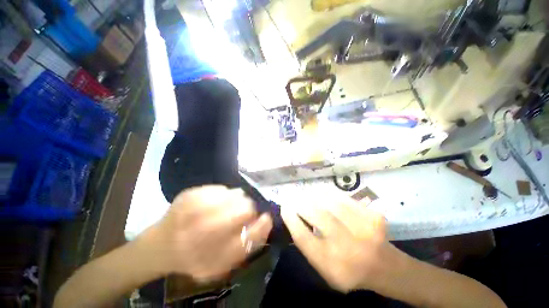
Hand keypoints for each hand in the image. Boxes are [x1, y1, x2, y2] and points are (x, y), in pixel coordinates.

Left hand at [137, 185, 272, 281]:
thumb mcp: (223, 263)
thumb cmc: (196, 257)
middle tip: (241, 213)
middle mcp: (207, 230)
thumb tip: (266, 220)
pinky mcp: (191, 194)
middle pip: (246, 207)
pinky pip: (221, 188)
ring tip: (225, 208)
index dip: (263, 223)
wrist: (160, 246)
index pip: (254, 232)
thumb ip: (247, 245)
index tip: (264, 218)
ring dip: (236, 201)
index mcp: (217, 253)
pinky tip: (213, 204)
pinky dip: (223, 195)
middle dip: (248, 209)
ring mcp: (197, 208)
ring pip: (236, 194)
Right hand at [281, 195, 390, 292]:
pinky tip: (323, 194)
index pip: (303, 237)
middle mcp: (346, 246)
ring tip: (307, 194)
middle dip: (302, 203)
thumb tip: (295, 219)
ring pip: (330, 202)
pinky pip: (343, 198)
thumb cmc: (348, 271)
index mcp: (331, 264)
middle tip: (295, 198)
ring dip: (314, 196)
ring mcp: (363, 229)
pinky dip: (329, 194)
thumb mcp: (324, 269)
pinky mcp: (372, 216)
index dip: (291, 219)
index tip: (284, 207)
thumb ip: (308, 246)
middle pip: (317, 215)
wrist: (384, 267)